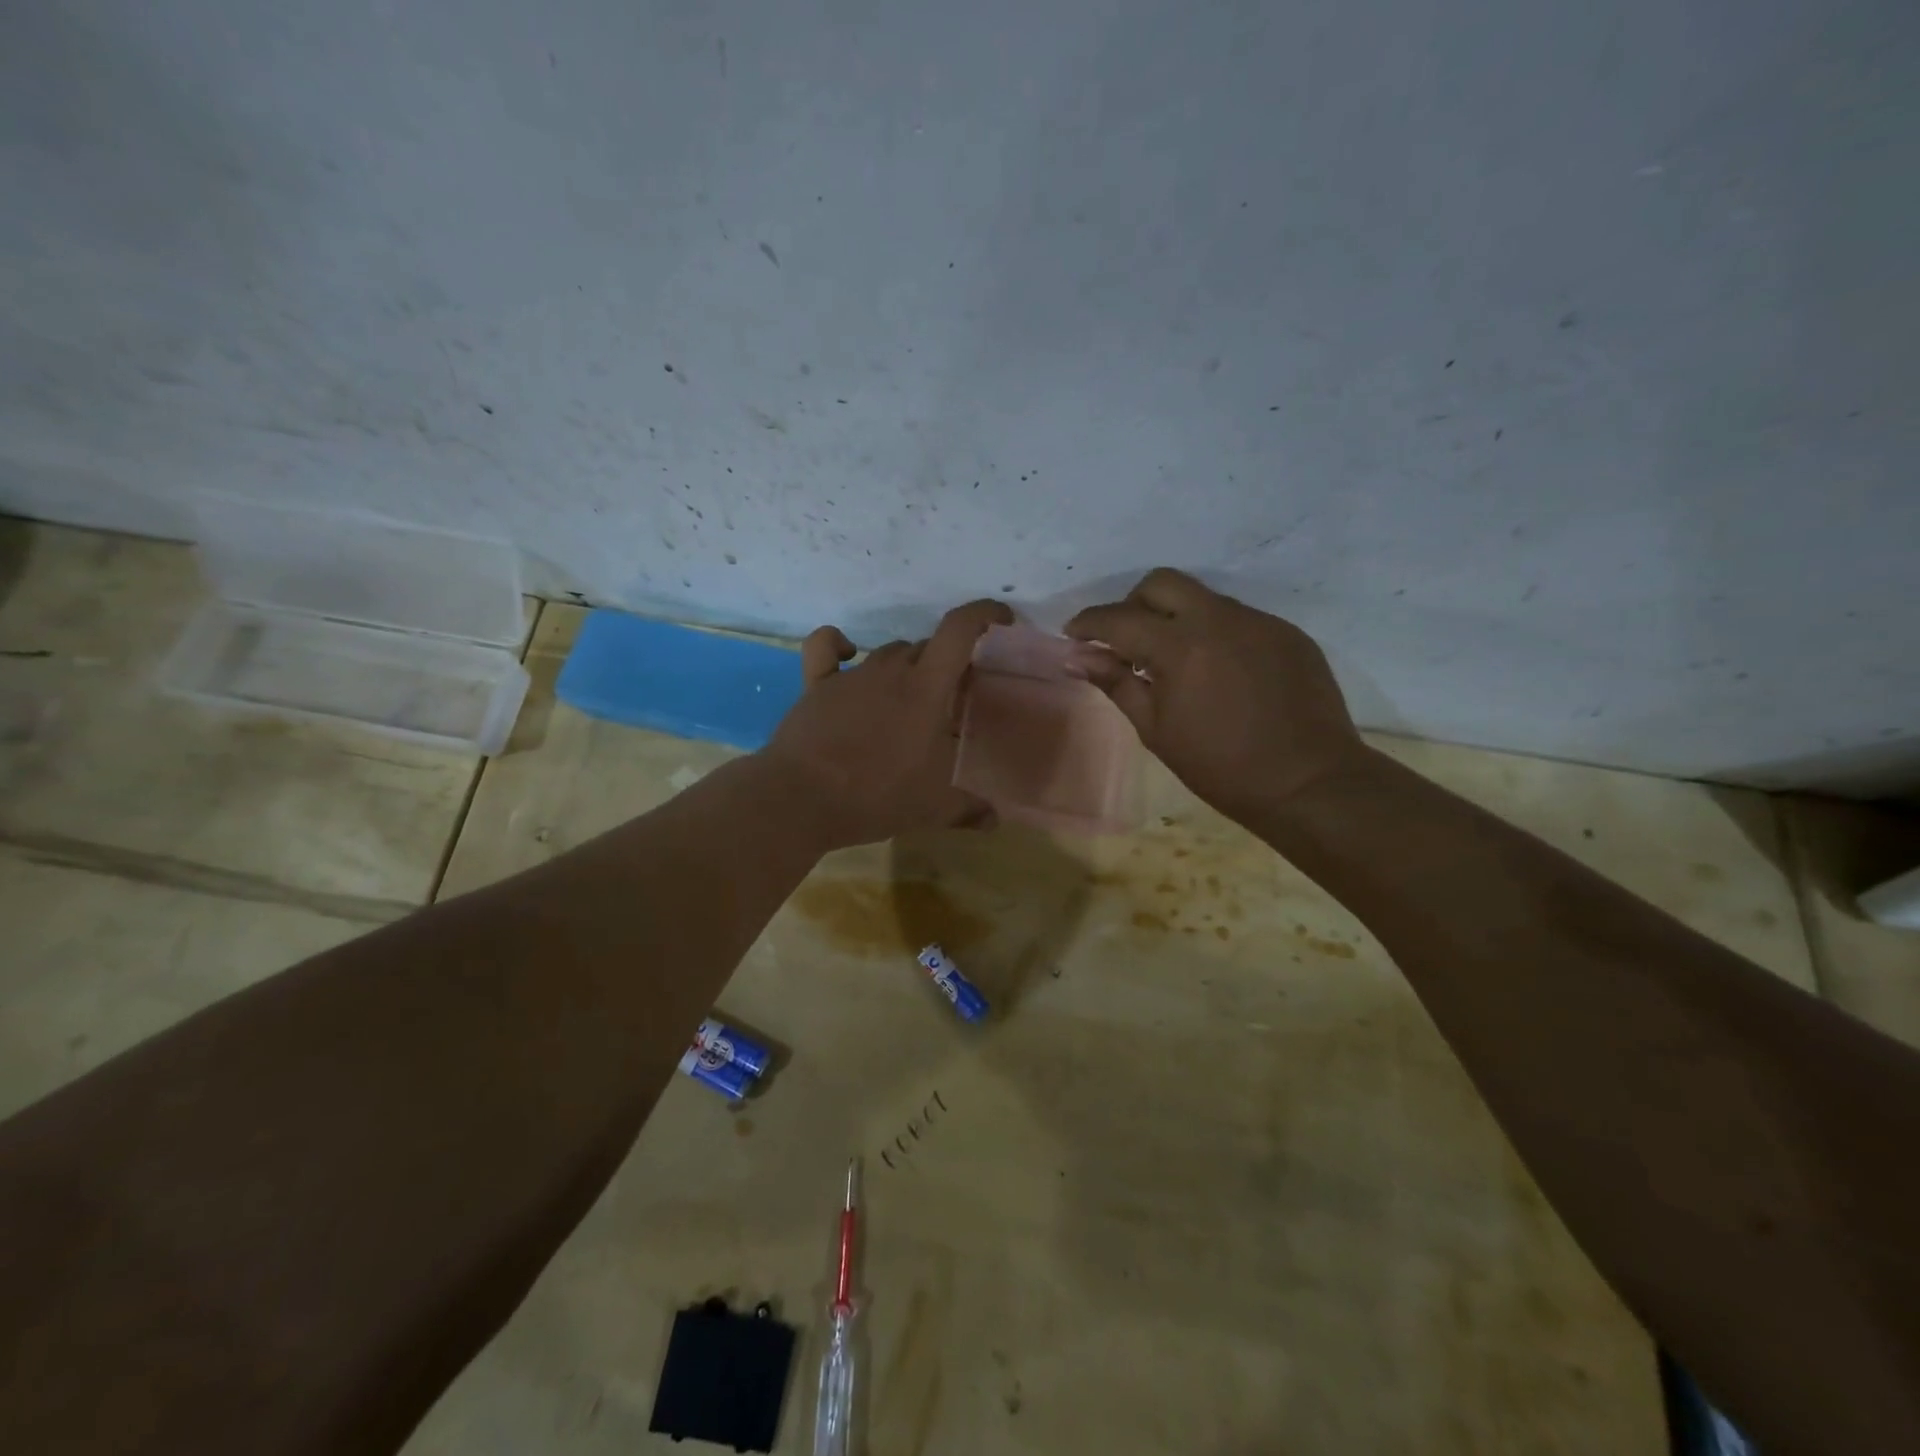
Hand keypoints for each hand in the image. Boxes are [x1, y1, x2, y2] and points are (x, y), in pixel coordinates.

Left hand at [761, 599, 1013, 848]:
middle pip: (926, 647)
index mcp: (925, 688)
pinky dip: (839, 644)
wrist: (800, 799)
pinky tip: (847, 653)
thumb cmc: (875, 795)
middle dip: (946, 663)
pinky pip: (826, 648)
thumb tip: (995, 820)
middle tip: (954, 695)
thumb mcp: (931, 808)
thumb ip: (968, 809)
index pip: (959, 631)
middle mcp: (890, 670)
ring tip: (910, 698)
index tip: (1002, 618)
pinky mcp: (816, 685)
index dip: (984, 614)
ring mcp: (850, 675)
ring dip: (906, 666)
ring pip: (888, 652)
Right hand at [1066, 569, 1365, 822]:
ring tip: (1175, 662)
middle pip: (1162, 583)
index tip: (1074, 634)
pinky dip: (1214, 634)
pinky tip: (1218, 673)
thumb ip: (1117, 684)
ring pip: (1203, 598)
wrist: (1309, 783)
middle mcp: (1220, 619)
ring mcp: (1259, 622)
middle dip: (1133, 604)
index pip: (1120, 618)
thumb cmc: (1221, 767)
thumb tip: (1078, 658)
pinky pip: (1238, 619)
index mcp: (1181, 646)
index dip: (1089, 623)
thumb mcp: (1157, 730)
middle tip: (1126, 641)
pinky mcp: (1287, 633)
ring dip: (1176, 618)